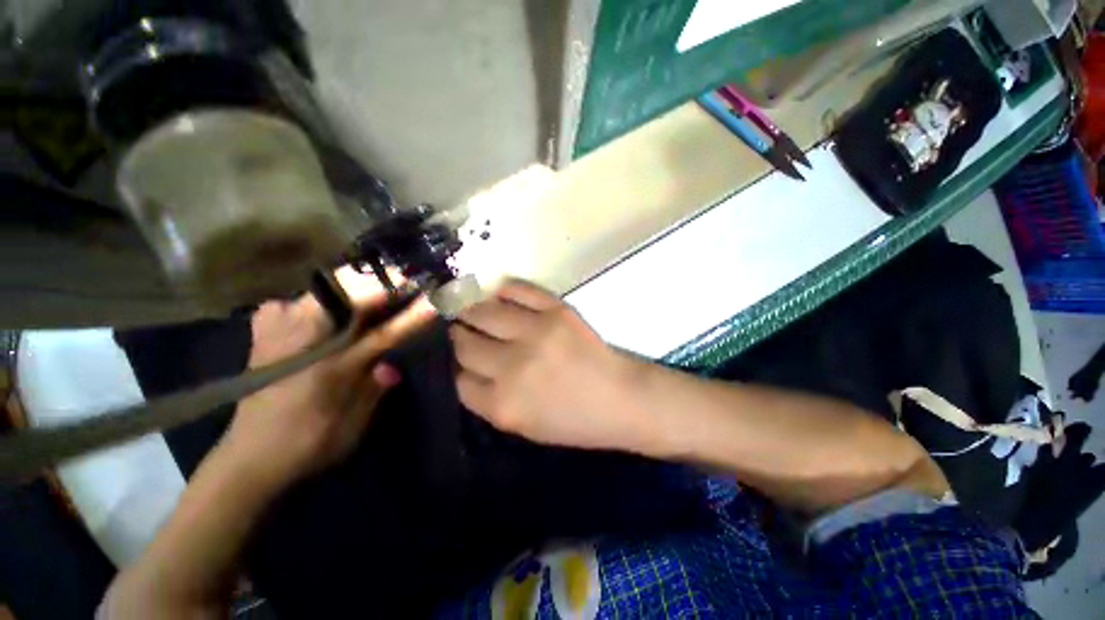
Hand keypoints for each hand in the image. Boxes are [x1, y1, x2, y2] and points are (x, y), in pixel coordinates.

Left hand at [223, 267, 435, 487]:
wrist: (248, 456)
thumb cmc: (308, 444)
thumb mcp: (353, 427)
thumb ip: (376, 389)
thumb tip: (392, 364)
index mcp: (331, 368)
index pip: (383, 333)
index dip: (412, 316)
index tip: (434, 301)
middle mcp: (303, 342)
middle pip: (346, 294)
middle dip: (381, 283)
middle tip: (406, 284)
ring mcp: (278, 330)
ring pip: (322, 289)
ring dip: (355, 286)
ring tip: (377, 292)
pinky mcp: (264, 331)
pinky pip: (296, 300)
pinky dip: (318, 298)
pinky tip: (327, 309)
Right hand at [450, 279, 644, 451]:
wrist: (621, 398)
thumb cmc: (574, 420)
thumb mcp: (523, 426)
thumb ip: (489, 399)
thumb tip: (464, 367)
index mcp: (503, 405)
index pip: (456, 379)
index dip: (452, 367)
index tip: (455, 359)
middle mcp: (513, 367)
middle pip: (463, 343)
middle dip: (457, 338)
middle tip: (459, 332)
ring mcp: (535, 333)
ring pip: (482, 312)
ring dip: (471, 311)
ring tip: (470, 310)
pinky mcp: (556, 310)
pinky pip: (516, 289)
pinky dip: (503, 290)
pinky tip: (499, 296)